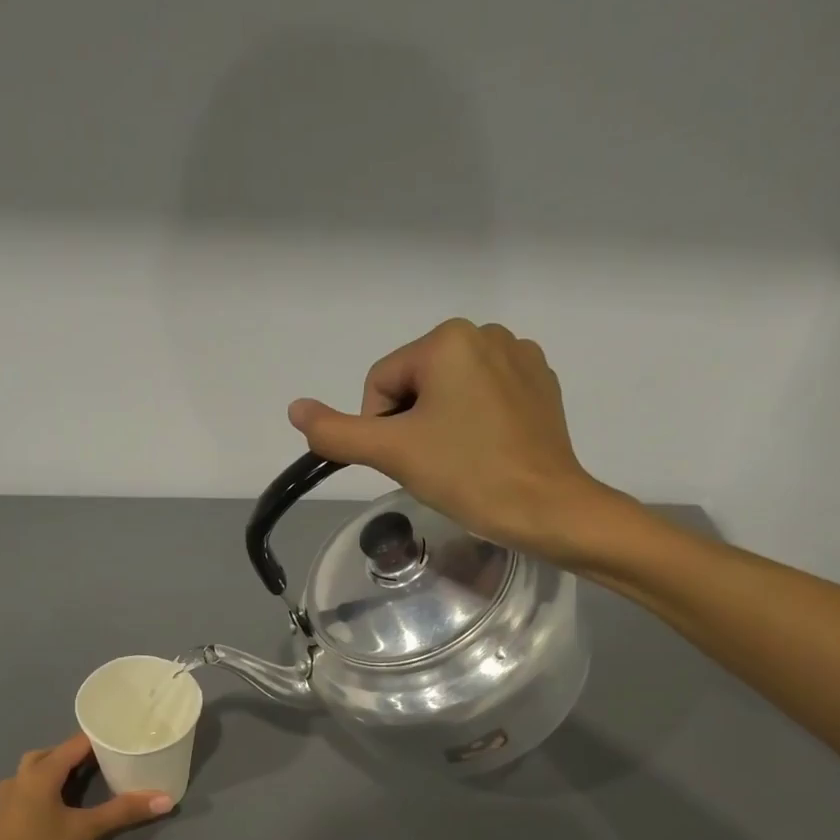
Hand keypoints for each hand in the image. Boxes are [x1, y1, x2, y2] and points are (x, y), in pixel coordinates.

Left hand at [0, 733, 172, 839]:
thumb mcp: (86, 831)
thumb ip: (123, 811)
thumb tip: (165, 799)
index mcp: (39, 772)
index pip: (75, 744)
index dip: (100, 738)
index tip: (125, 737)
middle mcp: (21, 776)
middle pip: (54, 753)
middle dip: (81, 753)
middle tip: (111, 758)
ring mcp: (9, 795)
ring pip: (39, 770)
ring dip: (63, 768)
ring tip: (91, 776)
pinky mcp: (5, 814)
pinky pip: (31, 786)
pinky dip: (51, 784)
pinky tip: (65, 800)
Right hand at [287, 319, 633, 565]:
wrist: (545, 507)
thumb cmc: (467, 475)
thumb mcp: (393, 453)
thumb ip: (338, 432)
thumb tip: (294, 409)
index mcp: (447, 339)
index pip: (382, 384)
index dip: (382, 429)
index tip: (408, 461)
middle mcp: (486, 332)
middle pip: (416, 384)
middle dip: (413, 426)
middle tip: (434, 466)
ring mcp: (520, 356)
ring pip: (451, 392)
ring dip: (443, 425)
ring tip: (463, 462)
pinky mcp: (541, 383)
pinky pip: (486, 397)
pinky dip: (477, 423)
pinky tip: (488, 452)